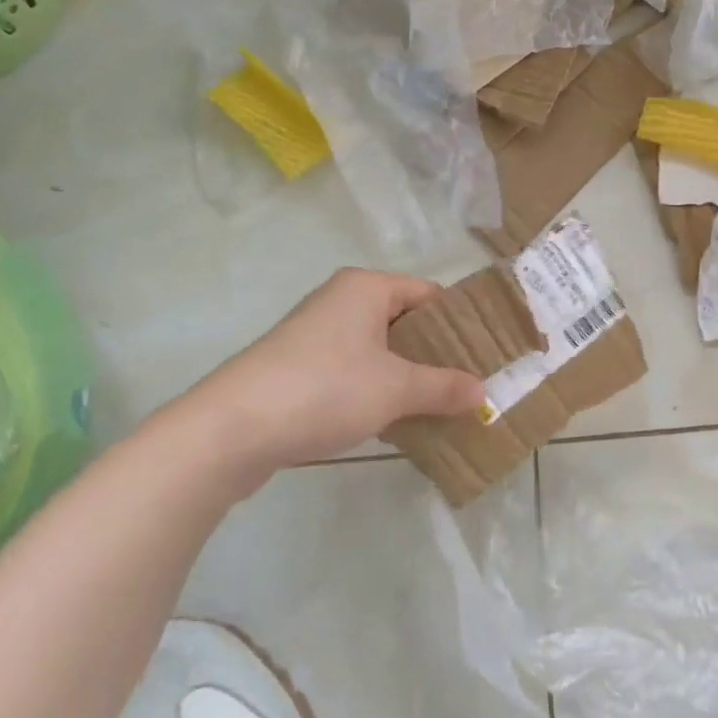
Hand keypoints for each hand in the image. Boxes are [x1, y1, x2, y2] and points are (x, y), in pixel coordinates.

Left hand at [164, 268, 483, 487]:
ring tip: (439, 404)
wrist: (231, 429)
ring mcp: (315, 333)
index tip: (487, 353)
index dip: (460, 322)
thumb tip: (482, 391)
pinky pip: (352, 369)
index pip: (429, 294)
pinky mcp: (297, 367)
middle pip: (404, 320)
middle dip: (436, 353)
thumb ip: (443, 387)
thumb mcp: (396, 389)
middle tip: (469, 383)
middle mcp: (341, 300)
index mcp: (366, 287)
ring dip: (406, 375)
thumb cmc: (325, 389)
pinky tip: (394, 419)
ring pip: (378, 348)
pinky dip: (376, 388)